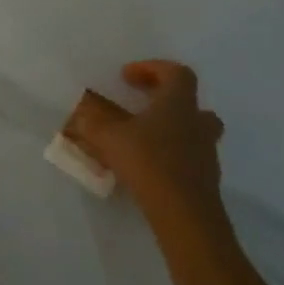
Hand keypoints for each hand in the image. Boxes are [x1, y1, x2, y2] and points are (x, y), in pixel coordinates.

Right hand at [70, 60, 226, 237]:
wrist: (186, 216)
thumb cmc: (148, 162)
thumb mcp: (107, 136)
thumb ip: (91, 122)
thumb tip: (78, 114)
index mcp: (177, 104)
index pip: (176, 73)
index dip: (152, 68)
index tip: (127, 77)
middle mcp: (197, 124)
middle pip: (192, 103)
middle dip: (166, 101)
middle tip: (141, 105)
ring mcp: (205, 154)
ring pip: (193, 131)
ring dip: (169, 129)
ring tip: (141, 138)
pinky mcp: (205, 180)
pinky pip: (188, 157)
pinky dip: (170, 155)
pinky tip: (147, 166)